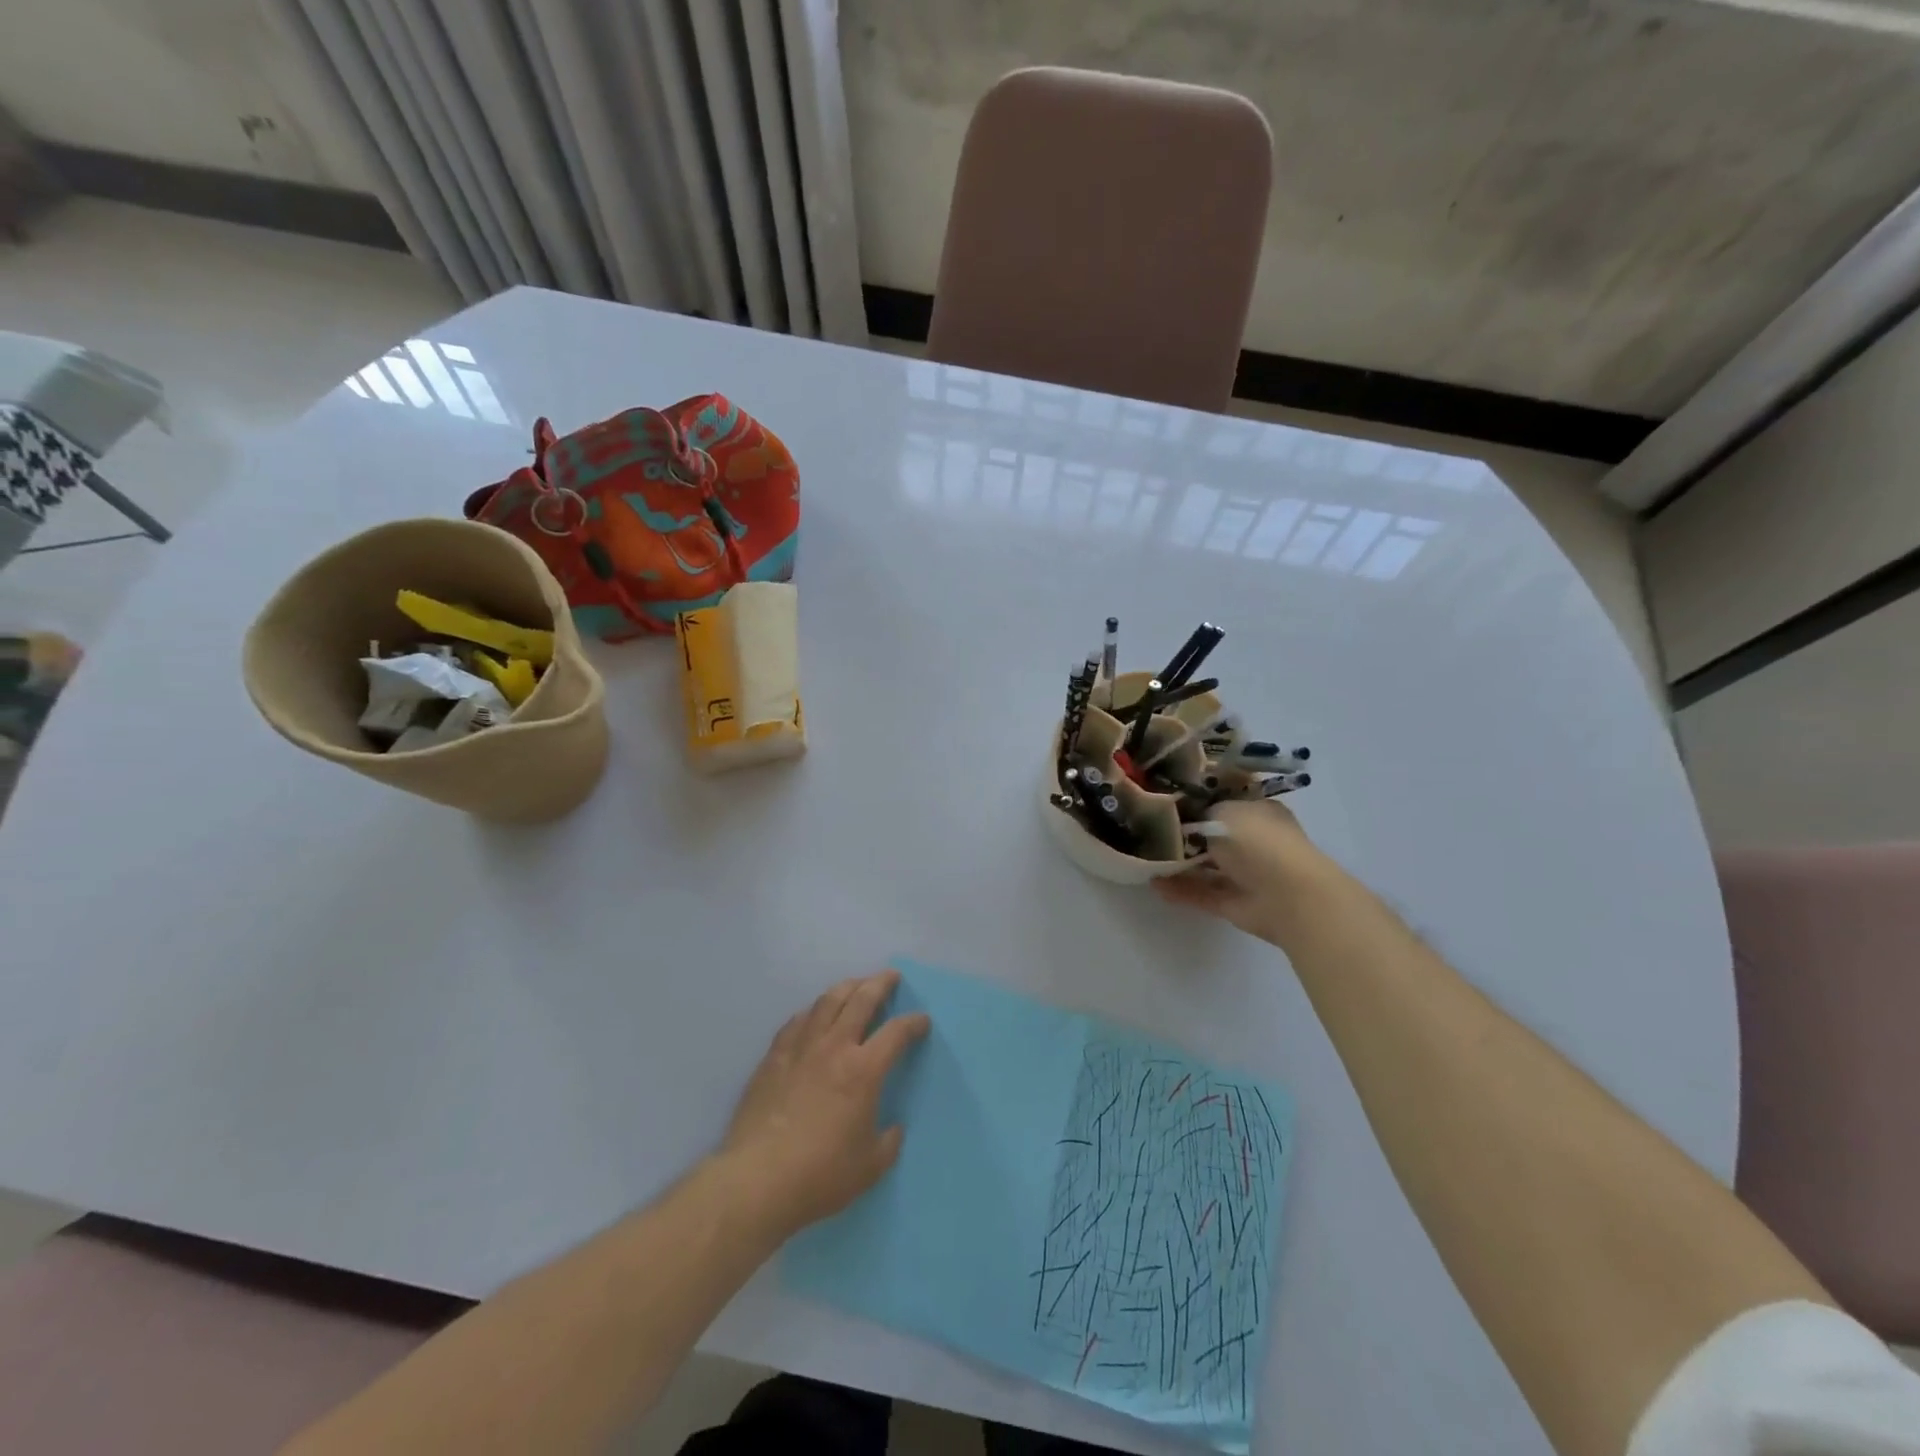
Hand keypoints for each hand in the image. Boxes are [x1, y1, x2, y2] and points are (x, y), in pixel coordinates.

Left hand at [719, 969, 929, 1238]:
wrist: (757, 1179)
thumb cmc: (820, 1175)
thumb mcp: (870, 1167)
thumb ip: (888, 1142)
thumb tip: (893, 1127)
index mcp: (864, 1070)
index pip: (896, 1032)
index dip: (914, 1022)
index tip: (922, 1020)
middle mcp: (834, 1047)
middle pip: (861, 1000)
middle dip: (880, 984)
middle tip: (891, 977)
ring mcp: (801, 1048)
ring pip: (827, 1001)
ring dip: (847, 988)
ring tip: (856, 985)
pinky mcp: (774, 1057)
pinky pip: (797, 1021)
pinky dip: (812, 1011)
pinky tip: (814, 1013)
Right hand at [1154, 797, 1322, 941]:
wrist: (1288, 896)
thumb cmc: (1258, 841)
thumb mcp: (1222, 812)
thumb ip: (1197, 815)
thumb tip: (1183, 821)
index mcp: (1258, 811)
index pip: (1223, 802)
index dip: (1195, 802)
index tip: (1163, 801)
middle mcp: (1253, 840)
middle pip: (1212, 835)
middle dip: (1183, 834)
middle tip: (1147, 829)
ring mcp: (1245, 873)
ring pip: (1205, 865)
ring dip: (1178, 863)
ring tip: (1144, 856)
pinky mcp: (1234, 901)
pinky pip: (1202, 891)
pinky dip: (1179, 888)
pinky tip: (1153, 882)